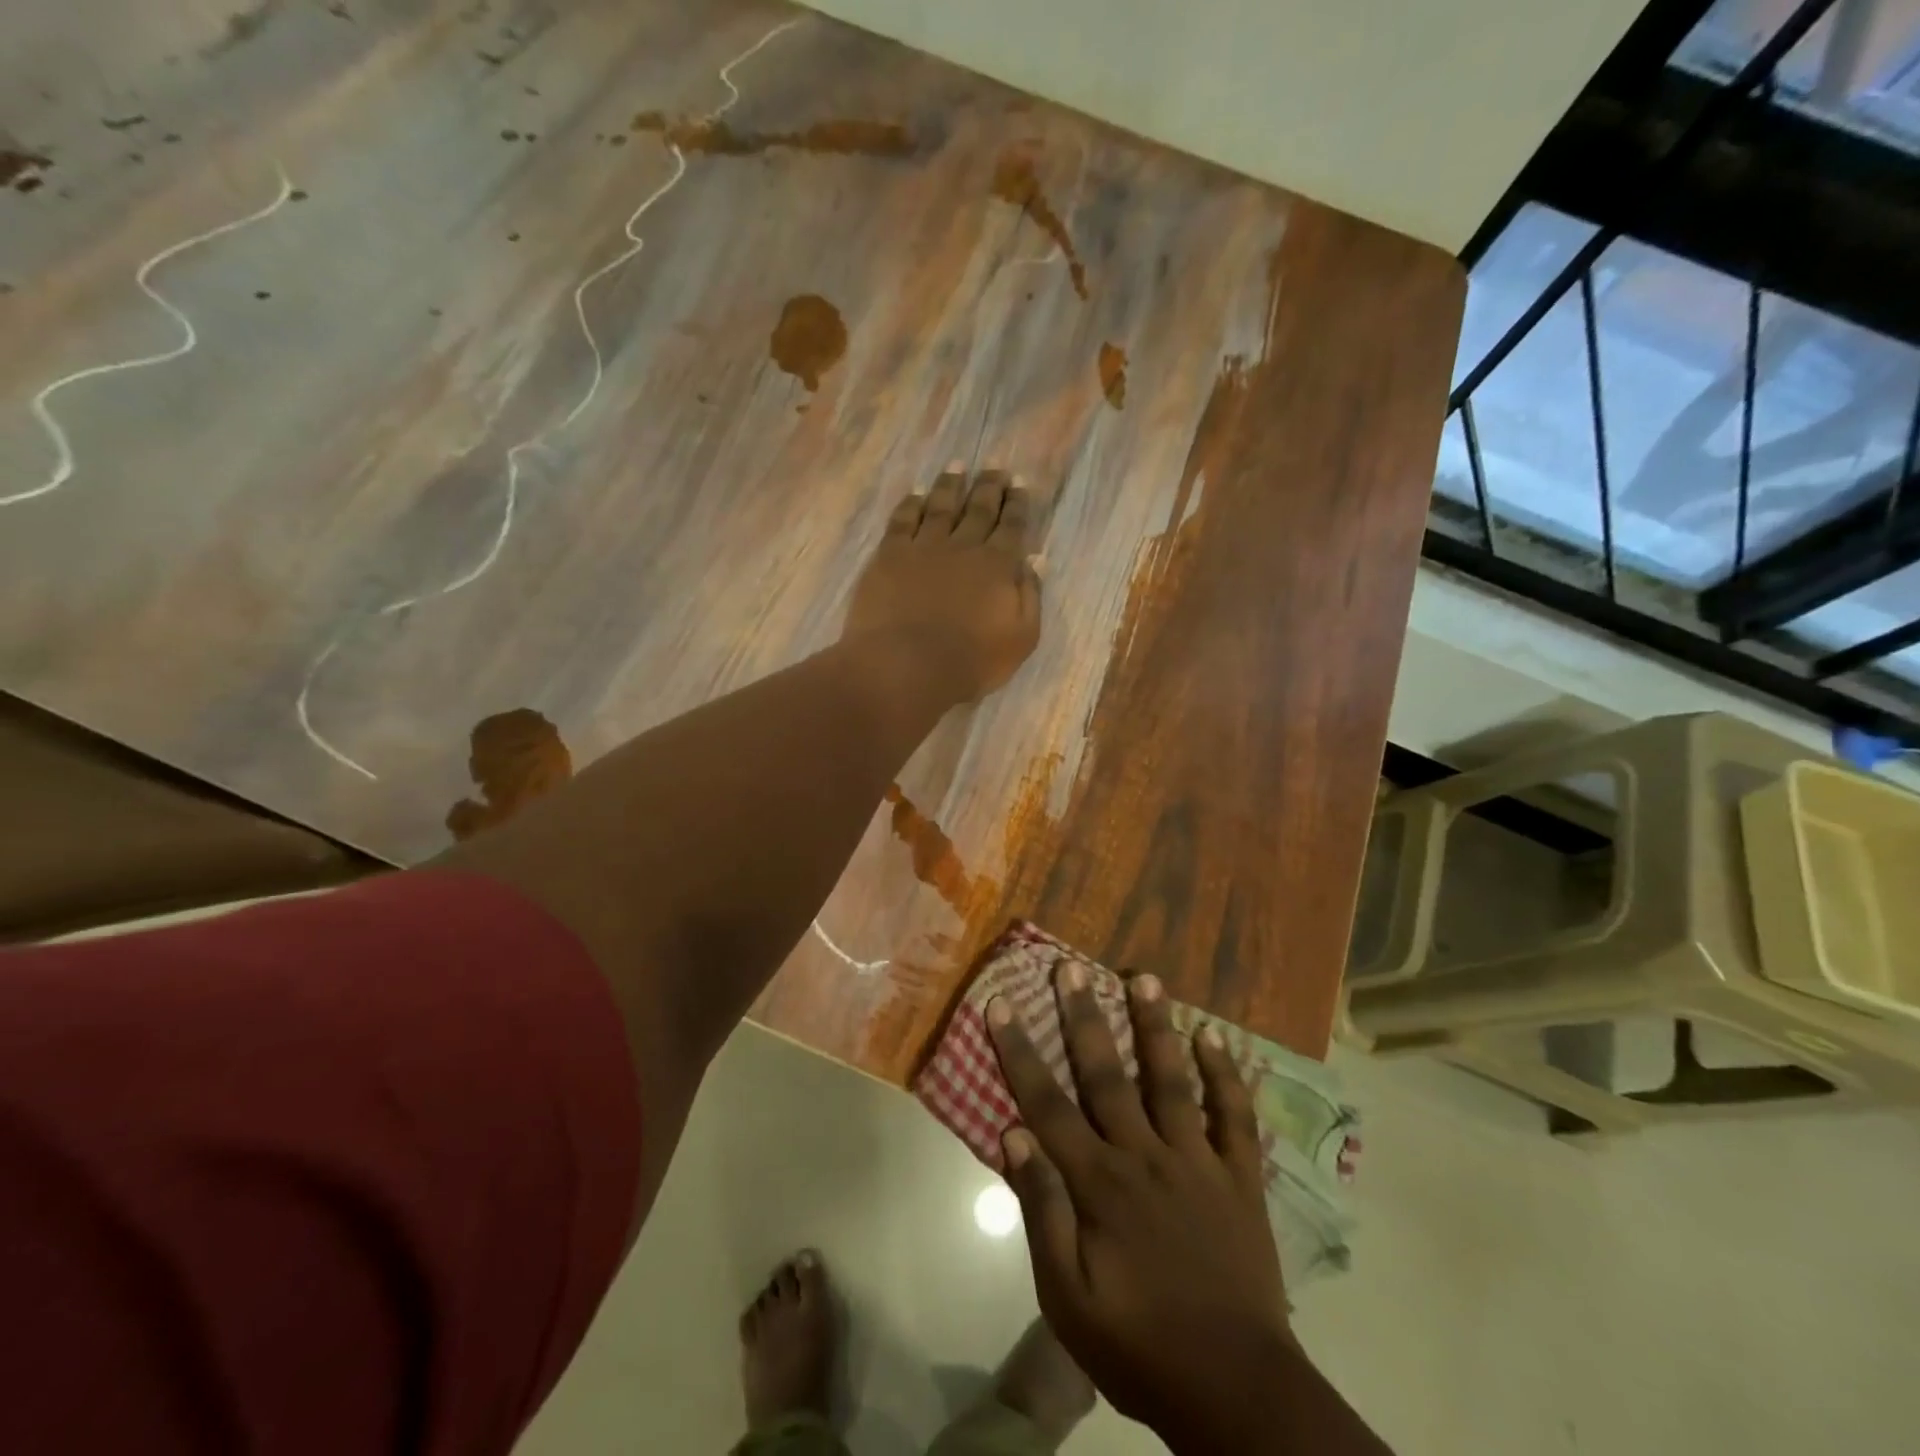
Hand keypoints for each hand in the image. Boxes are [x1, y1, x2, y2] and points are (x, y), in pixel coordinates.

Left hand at [843, 467, 1040, 700]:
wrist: (908, 665)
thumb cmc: (971, 661)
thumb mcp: (1020, 638)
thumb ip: (1030, 596)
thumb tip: (1035, 560)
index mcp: (998, 565)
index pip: (1012, 526)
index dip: (1017, 504)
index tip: (1020, 482)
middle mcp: (963, 547)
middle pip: (979, 508)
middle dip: (989, 486)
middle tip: (995, 465)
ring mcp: (924, 547)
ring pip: (940, 506)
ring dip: (950, 485)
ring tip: (956, 466)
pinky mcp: (890, 556)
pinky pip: (902, 521)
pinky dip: (910, 504)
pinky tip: (915, 494)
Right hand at [987, 961, 1311, 1454]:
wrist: (1235, 1390)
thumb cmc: (1139, 1345)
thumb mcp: (1067, 1297)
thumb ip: (1041, 1211)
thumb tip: (1012, 1135)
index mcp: (1099, 1183)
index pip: (1048, 1103)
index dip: (1020, 1051)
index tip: (1002, 1004)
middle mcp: (1145, 1155)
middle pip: (1107, 1074)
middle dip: (1084, 1017)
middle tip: (1071, 967)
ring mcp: (1197, 1161)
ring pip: (1172, 1079)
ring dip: (1156, 1026)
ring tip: (1145, 977)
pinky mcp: (1239, 1177)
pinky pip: (1234, 1116)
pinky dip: (1226, 1074)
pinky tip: (1215, 1036)